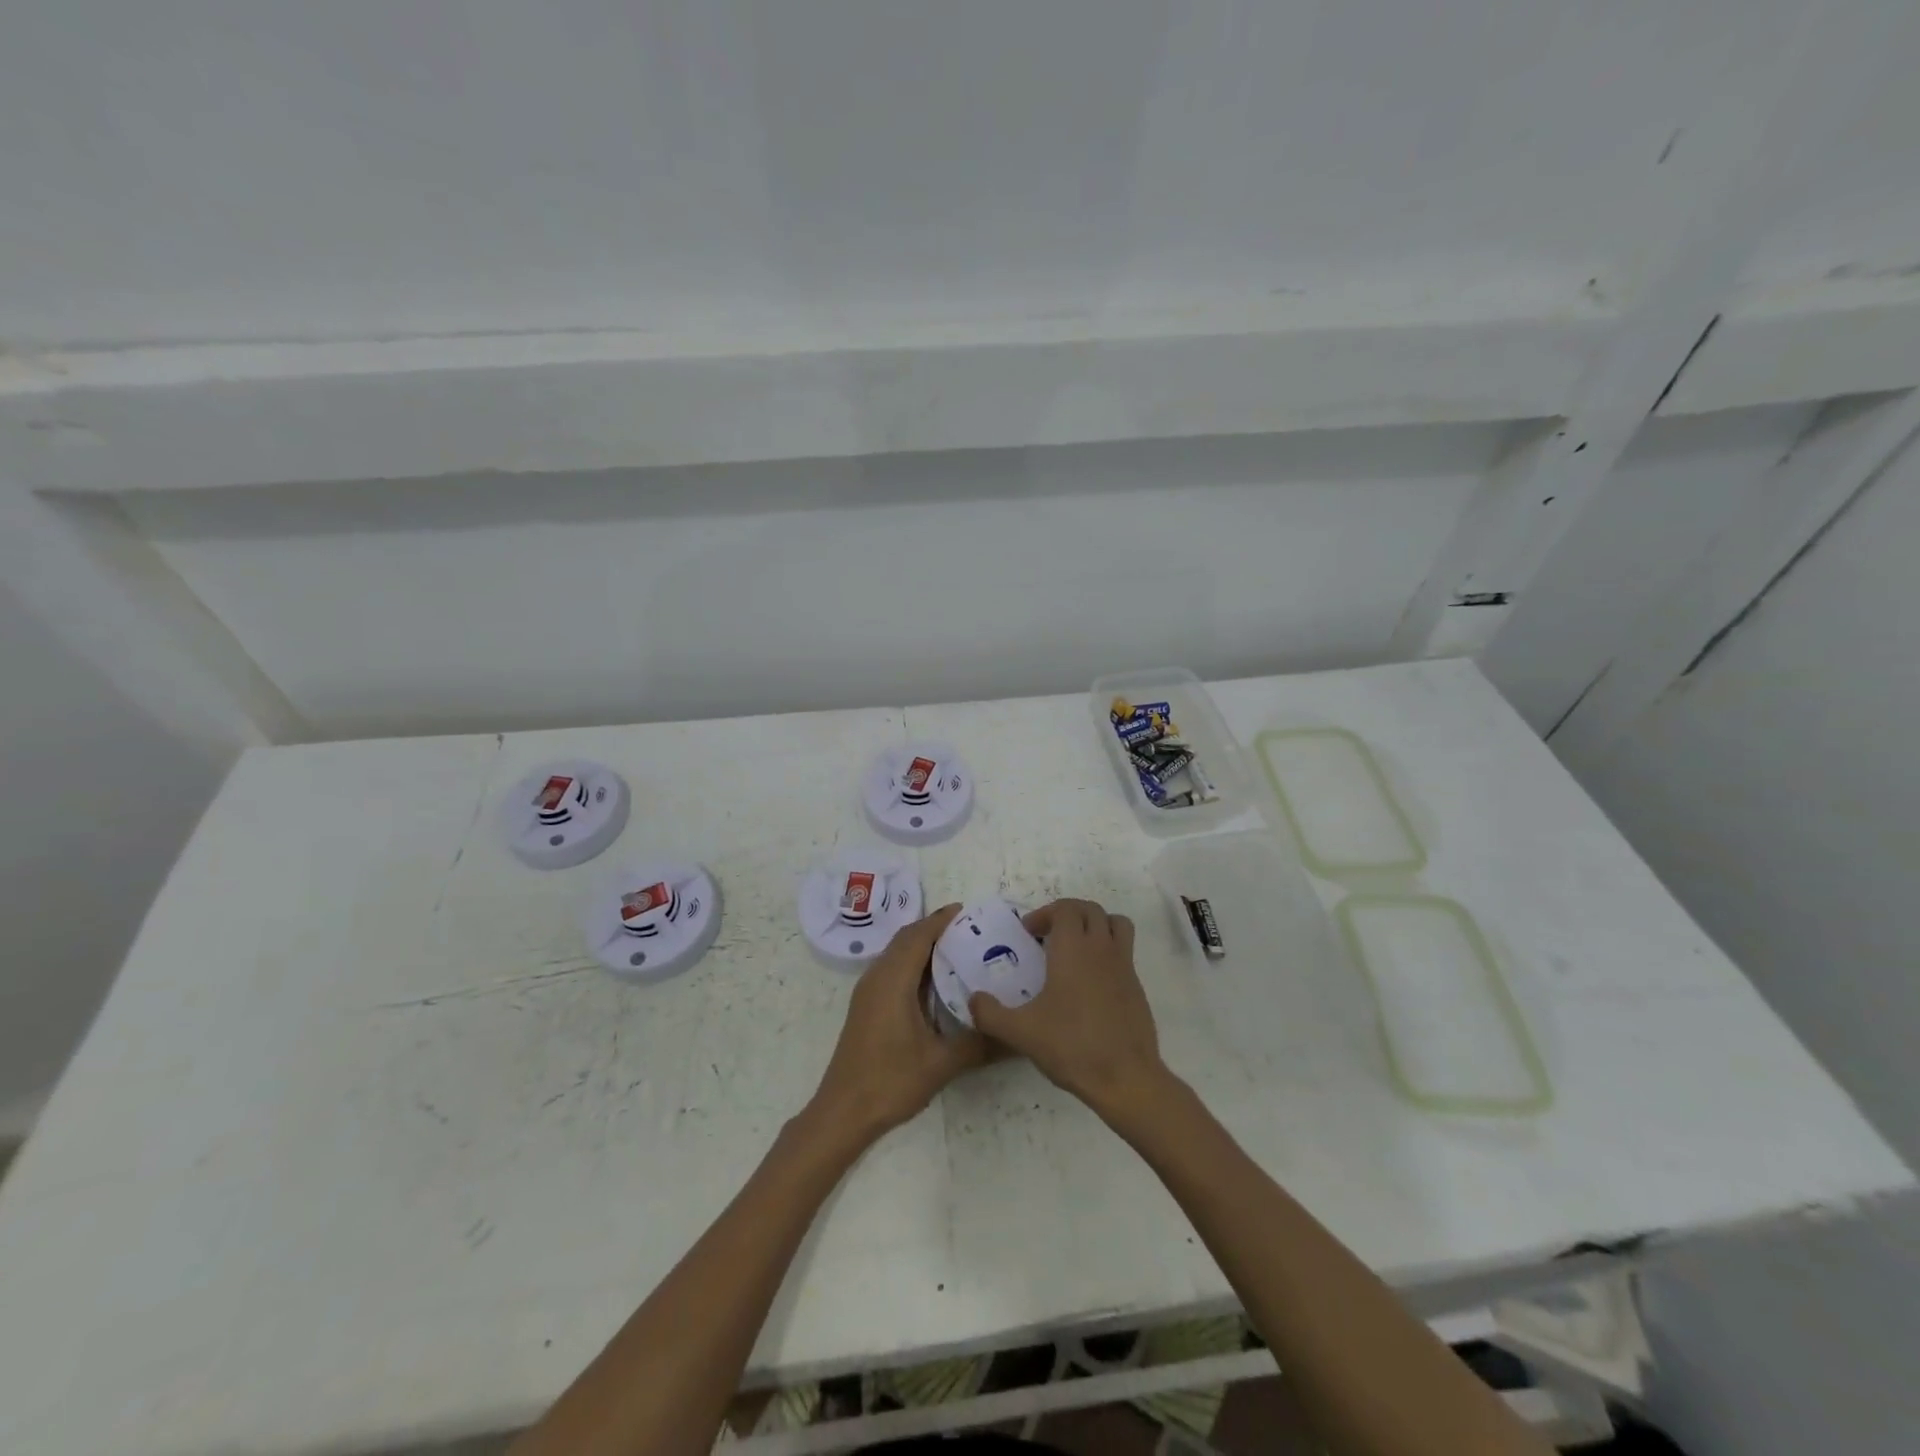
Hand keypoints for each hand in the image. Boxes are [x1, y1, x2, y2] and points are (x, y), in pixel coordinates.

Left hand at [808, 904, 989, 1143]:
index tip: (968, 911)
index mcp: (893, 981)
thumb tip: (1015, 1035)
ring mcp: (868, 992)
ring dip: (922, 944)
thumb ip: (978, 1044)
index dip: (941, 920)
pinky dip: (913, 962)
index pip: (918, 936)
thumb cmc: (890, 1081)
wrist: (843, 1112)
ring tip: (958, 948)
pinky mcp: (867, 1006)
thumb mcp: (940, 1064)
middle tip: (970, 929)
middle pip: (906, 939)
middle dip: (934, 928)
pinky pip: (892, 969)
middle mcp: (877, 977)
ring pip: (897, 953)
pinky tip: (935, 981)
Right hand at [967, 898, 1166, 1124]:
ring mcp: (1124, 965)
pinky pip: (1124, 951)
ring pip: (1115, 923)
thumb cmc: (1071, 1046)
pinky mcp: (1137, 986)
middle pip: (1090, 909)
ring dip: (1095, 924)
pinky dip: (1108, 951)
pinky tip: (1091, 983)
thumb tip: (973, 1000)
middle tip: (1048, 936)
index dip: (1045, 913)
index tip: (1029, 934)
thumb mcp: (1020, 1032)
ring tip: (1076, 947)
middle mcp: (1101, 948)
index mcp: (1073, 948)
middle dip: (1068, 914)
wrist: (1125, 1078)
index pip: (1065, 908)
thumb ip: (990, 1013)